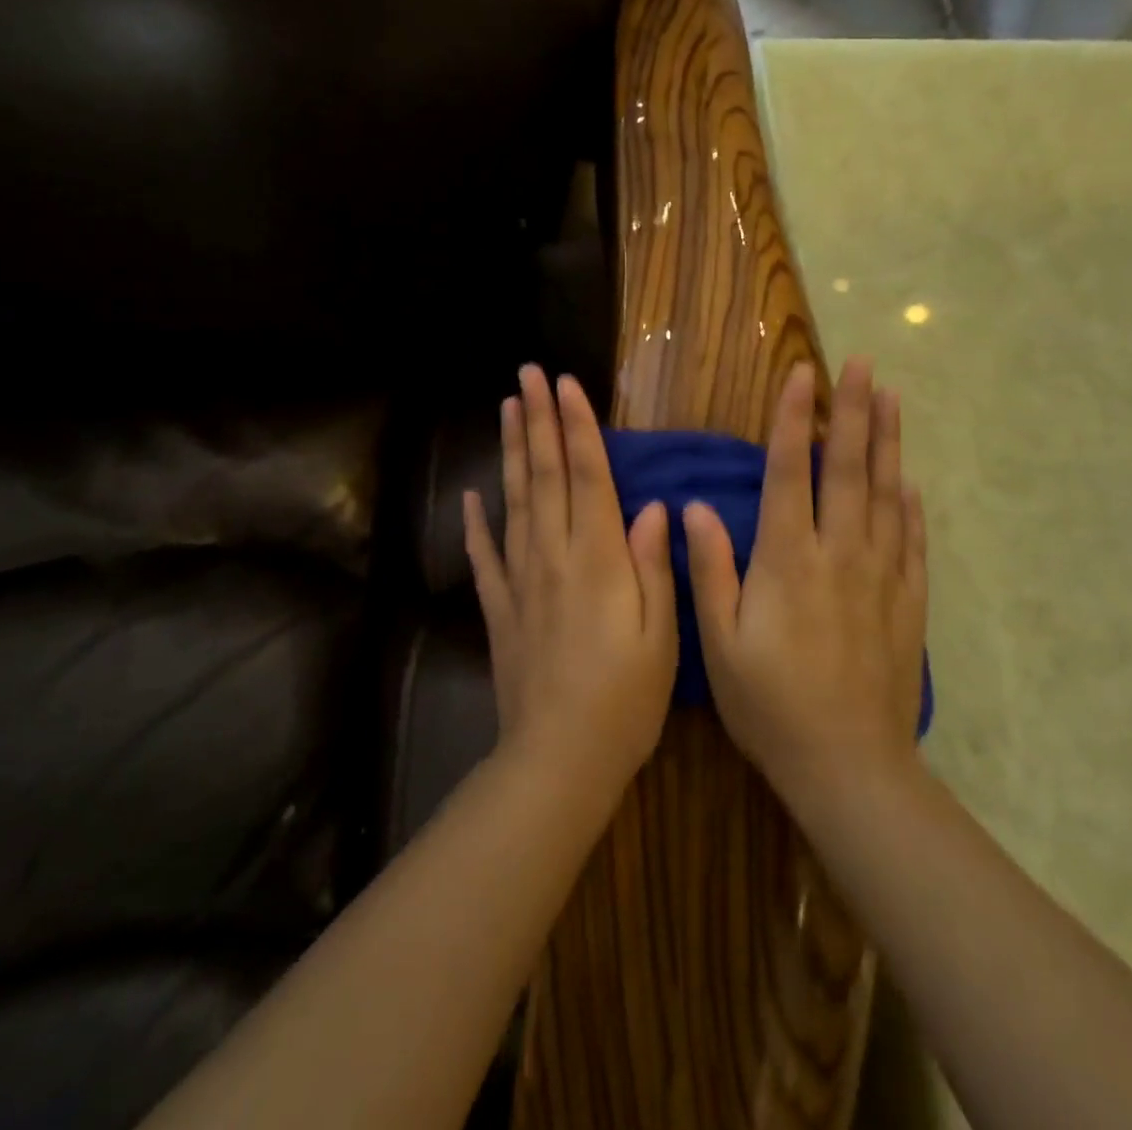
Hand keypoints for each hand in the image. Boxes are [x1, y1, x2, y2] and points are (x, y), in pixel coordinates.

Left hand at [463, 365, 678, 796]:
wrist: (559, 758)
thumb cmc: (626, 699)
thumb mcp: (662, 635)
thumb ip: (655, 565)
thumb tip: (653, 506)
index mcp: (599, 560)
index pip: (587, 477)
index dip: (577, 427)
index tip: (565, 384)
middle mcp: (554, 557)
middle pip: (544, 476)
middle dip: (537, 421)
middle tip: (526, 374)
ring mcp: (520, 581)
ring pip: (514, 502)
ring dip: (510, 452)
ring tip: (505, 409)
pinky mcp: (500, 609)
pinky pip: (485, 557)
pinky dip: (475, 523)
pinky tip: (469, 497)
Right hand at [683, 359, 926, 815]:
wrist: (848, 765)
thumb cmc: (770, 704)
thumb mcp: (720, 643)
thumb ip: (709, 570)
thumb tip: (695, 508)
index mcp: (788, 559)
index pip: (792, 472)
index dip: (794, 420)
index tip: (803, 375)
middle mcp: (840, 554)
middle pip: (849, 470)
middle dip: (854, 412)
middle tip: (864, 365)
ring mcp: (881, 576)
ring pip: (888, 495)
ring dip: (889, 443)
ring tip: (891, 398)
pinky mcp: (907, 603)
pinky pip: (913, 541)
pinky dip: (913, 506)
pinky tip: (912, 483)